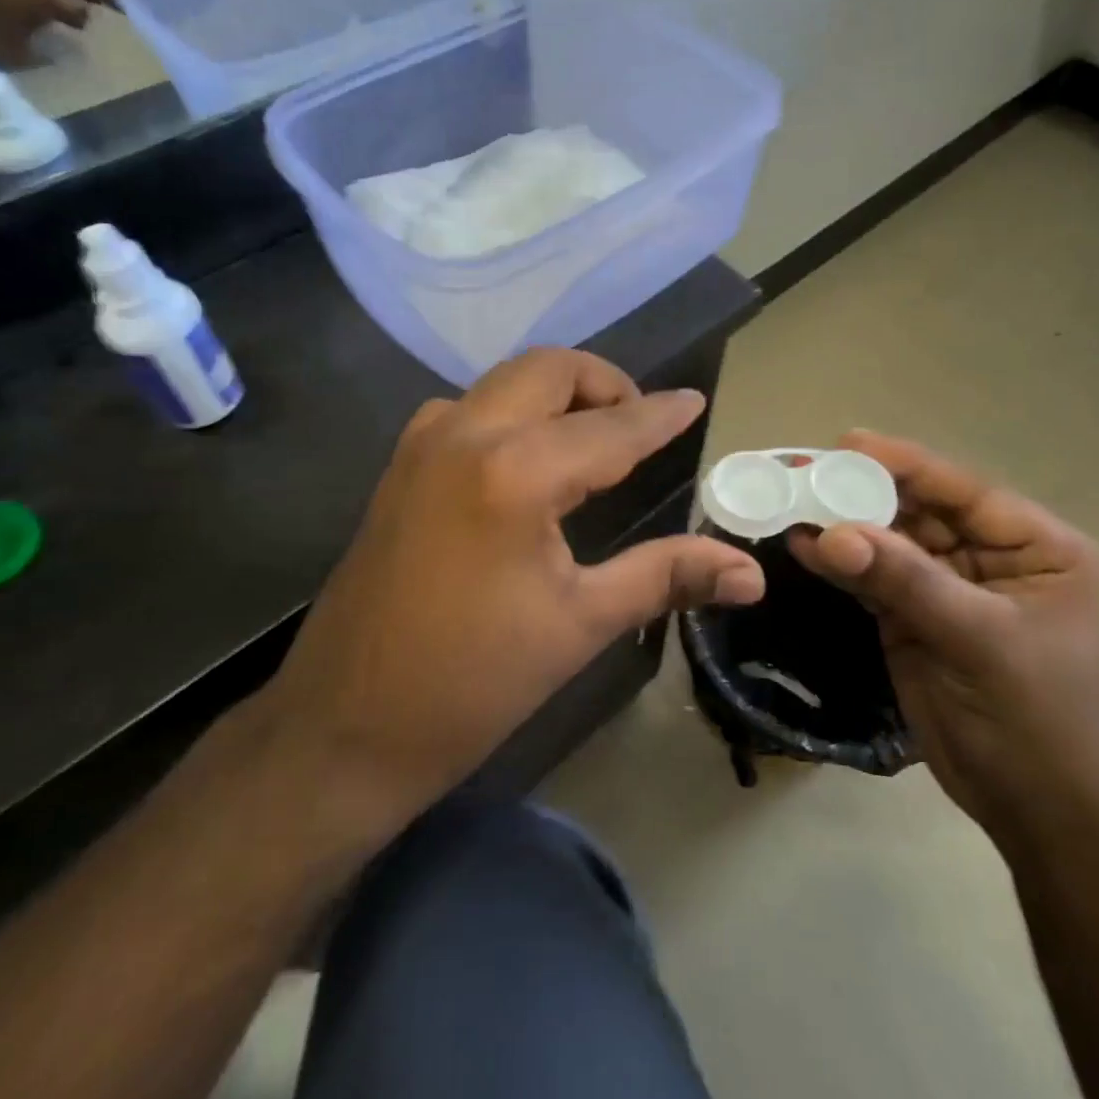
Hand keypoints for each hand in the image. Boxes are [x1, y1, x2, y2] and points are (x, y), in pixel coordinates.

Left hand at [268, 348, 765, 823]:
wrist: (346, 727)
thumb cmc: (474, 683)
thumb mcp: (581, 625)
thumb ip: (667, 577)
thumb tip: (752, 573)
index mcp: (516, 472)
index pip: (611, 427)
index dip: (660, 414)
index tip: (695, 401)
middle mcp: (465, 435)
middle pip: (548, 370)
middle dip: (604, 384)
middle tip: (641, 424)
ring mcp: (422, 446)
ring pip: (503, 382)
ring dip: (554, 393)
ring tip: (591, 439)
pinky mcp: (399, 468)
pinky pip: (467, 409)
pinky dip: (511, 412)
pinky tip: (528, 461)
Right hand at [790, 431, 1098, 840]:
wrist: (1042, 813)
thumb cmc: (1038, 719)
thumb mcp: (980, 640)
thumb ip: (906, 581)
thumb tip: (829, 534)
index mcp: (1037, 548)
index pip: (963, 491)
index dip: (905, 464)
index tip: (846, 443)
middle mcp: (991, 558)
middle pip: (920, 510)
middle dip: (862, 492)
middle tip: (801, 471)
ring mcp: (948, 589)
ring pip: (890, 542)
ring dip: (843, 525)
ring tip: (789, 500)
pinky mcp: (914, 619)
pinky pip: (873, 579)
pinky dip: (839, 564)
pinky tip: (801, 545)